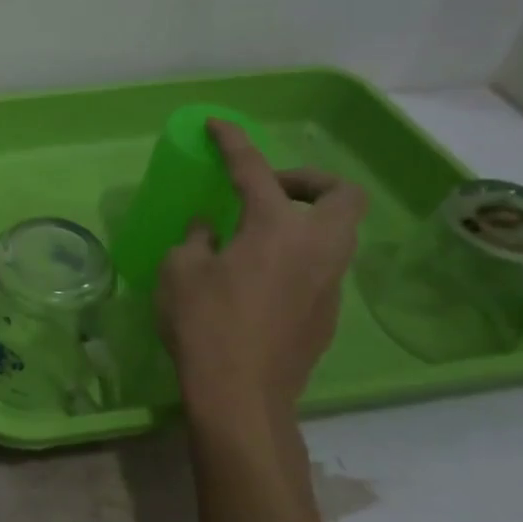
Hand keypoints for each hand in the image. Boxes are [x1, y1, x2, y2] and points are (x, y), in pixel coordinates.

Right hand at [157, 121, 366, 438]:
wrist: (242, 396)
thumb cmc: (204, 325)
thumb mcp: (180, 272)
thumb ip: (197, 239)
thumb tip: (210, 228)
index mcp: (276, 228)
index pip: (254, 170)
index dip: (233, 142)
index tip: (216, 124)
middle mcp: (316, 247)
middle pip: (342, 194)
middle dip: (309, 180)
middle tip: (269, 191)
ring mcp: (330, 282)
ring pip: (339, 232)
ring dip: (307, 219)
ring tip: (259, 234)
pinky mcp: (329, 313)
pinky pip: (323, 266)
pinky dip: (299, 255)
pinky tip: (261, 278)